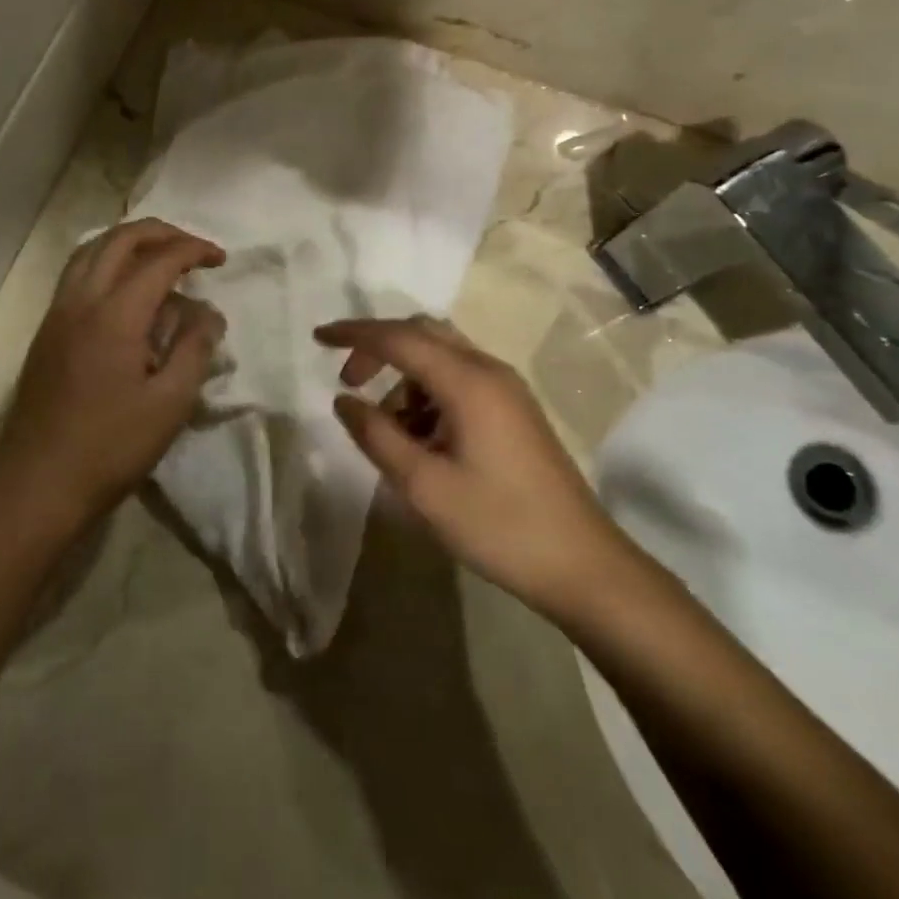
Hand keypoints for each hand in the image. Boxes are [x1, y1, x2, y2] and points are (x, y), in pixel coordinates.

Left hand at [0, 220, 225, 544]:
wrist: (37, 486)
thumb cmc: (110, 448)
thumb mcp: (170, 403)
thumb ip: (194, 349)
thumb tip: (209, 313)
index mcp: (115, 314)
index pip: (159, 260)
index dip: (194, 250)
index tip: (221, 259)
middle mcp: (80, 301)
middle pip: (119, 240)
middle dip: (160, 233)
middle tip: (192, 248)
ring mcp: (57, 314)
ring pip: (90, 251)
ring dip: (128, 242)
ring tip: (159, 257)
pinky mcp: (46, 332)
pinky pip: (76, 274)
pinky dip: (105, 261)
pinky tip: (124, 289)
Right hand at [315, 315, 615, 618]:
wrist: (581, 564)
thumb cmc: (498, 525)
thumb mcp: (424, 486)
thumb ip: (377, 436)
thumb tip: (343, 400)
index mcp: (468, 381)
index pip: (399, 338)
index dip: (354, 334)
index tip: (317, 339)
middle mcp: (489, 370)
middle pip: (423, 334)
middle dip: (379, 350)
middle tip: (350, 385)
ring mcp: (506, 389)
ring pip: (441, 358)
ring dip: (405, 381)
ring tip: (391, 435)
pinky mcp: (513, 410)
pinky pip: (459, 382)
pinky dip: (429, 396)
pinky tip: (422, 443)